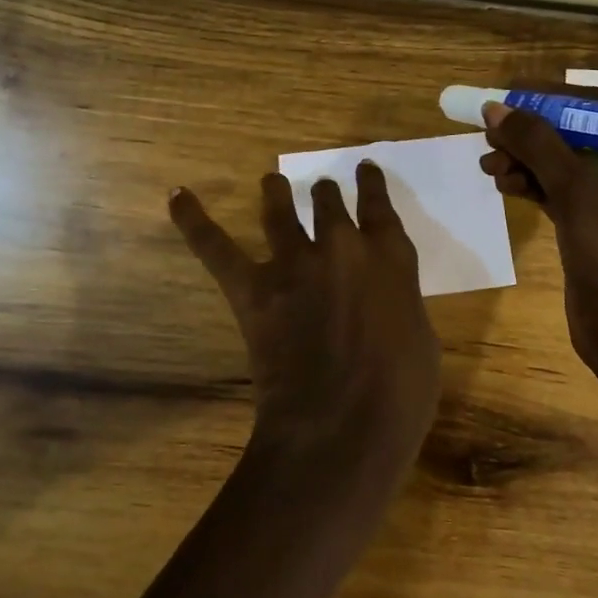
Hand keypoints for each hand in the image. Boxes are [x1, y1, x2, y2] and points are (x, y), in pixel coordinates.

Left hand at [169, 162, 441, 482]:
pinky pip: (216, 246)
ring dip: (276, 191)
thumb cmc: (399, 396)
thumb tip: (381, 296)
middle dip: (324, 193)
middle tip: (320, 190)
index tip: (364, 169)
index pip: (378, 206)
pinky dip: (194, 221)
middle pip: (327, 201)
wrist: (341, 428)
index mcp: (389, 259)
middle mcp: (340, 247)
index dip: (370, 184)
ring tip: (271, 181)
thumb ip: (398, 302)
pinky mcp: (253, 289)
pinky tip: (177, 197)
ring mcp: (293, 264)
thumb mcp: (420, 341)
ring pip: (279, 209)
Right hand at [479, 82, 597, 376]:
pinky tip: (502, 184)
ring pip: (564, 162)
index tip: (509, 92)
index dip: (552, 97)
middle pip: (578, 133)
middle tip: (490, 131)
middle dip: (532, 133)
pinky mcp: (595, 221)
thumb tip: (496, 108)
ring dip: (525, 160)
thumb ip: (537, 145)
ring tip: (488, 166)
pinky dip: (531, 183)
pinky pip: (559, 188)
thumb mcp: (576, 193)